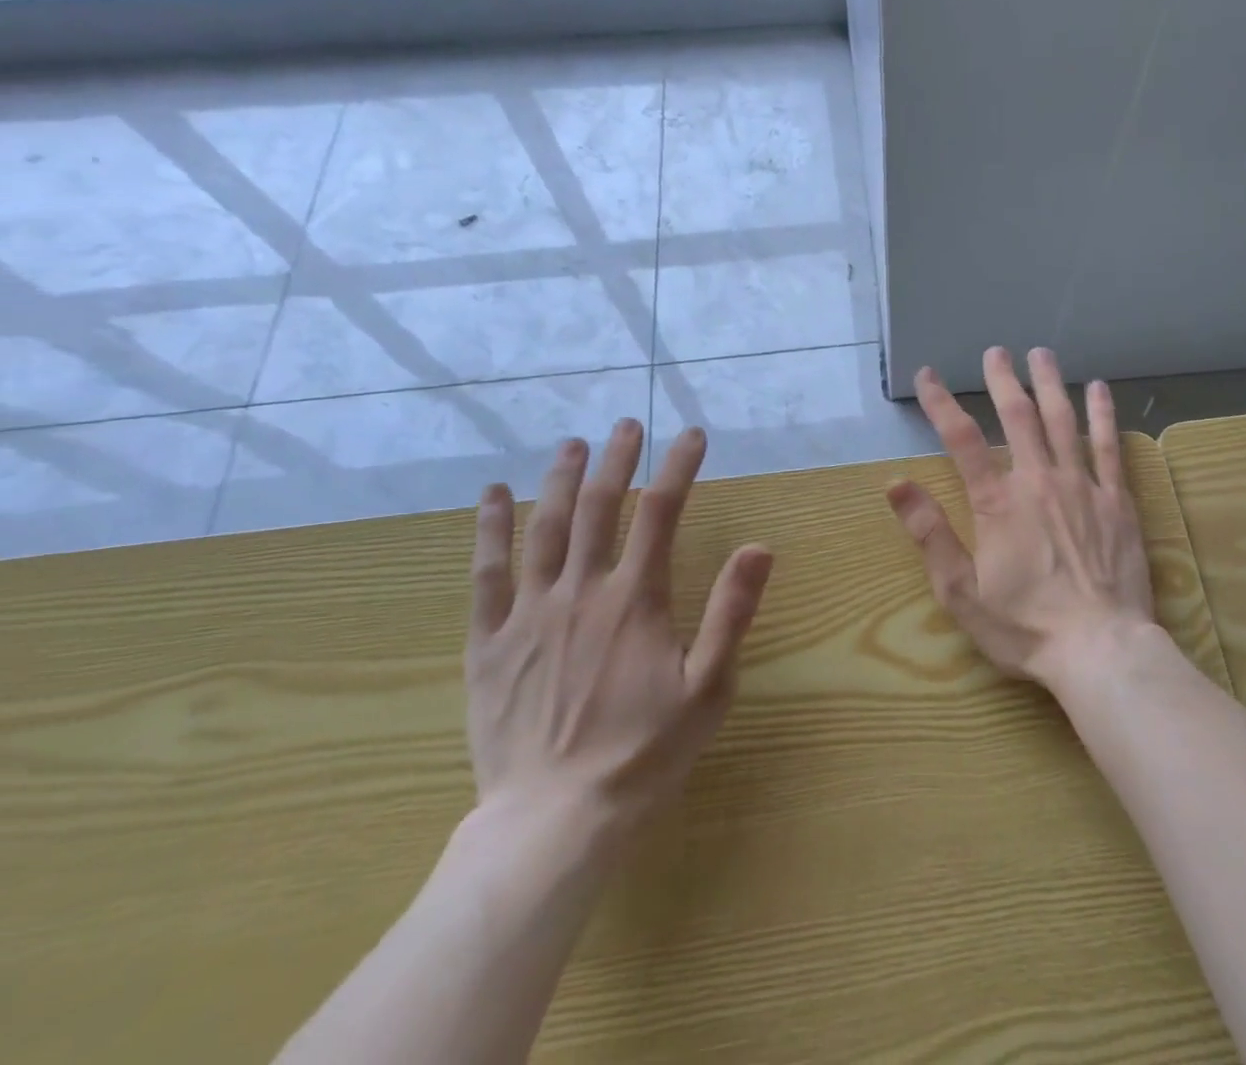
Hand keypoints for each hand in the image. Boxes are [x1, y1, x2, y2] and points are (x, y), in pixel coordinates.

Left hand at [464, 420, 773, 853]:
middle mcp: (582, 591)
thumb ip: (731, 612)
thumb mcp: (708, 686)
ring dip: (561, 480)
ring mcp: (529, 613)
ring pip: (545, 528)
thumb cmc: (644, 752)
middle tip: (627, 425)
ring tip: (574, 443)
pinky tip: (493, 496)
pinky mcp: (489, 642)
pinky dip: (488, 530)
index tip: (692, 435)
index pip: (661, 512)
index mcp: (635, 600)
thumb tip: (759, 547)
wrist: (555, 820)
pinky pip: (486, 574)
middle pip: (600, 507)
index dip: (679, 467)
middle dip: (617, 459)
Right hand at [886, 346, 1157, 691]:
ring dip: (1050, 383)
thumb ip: (930, 533)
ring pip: (1063, 420)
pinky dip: (1102, 414)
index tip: (928, 375)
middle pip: (1017, 416)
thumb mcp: (960, 591)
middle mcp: (1038, 480)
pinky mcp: (1117, 500)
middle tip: (995, 351)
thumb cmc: (1025, 626)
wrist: (1100, 648)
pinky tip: (1098, 389)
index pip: (962, 439)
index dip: (941, 403)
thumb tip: (896, 484)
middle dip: (1002, 379)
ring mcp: (1082, 486)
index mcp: (998, 502)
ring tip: (1041, 354)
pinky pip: (1108, 446)